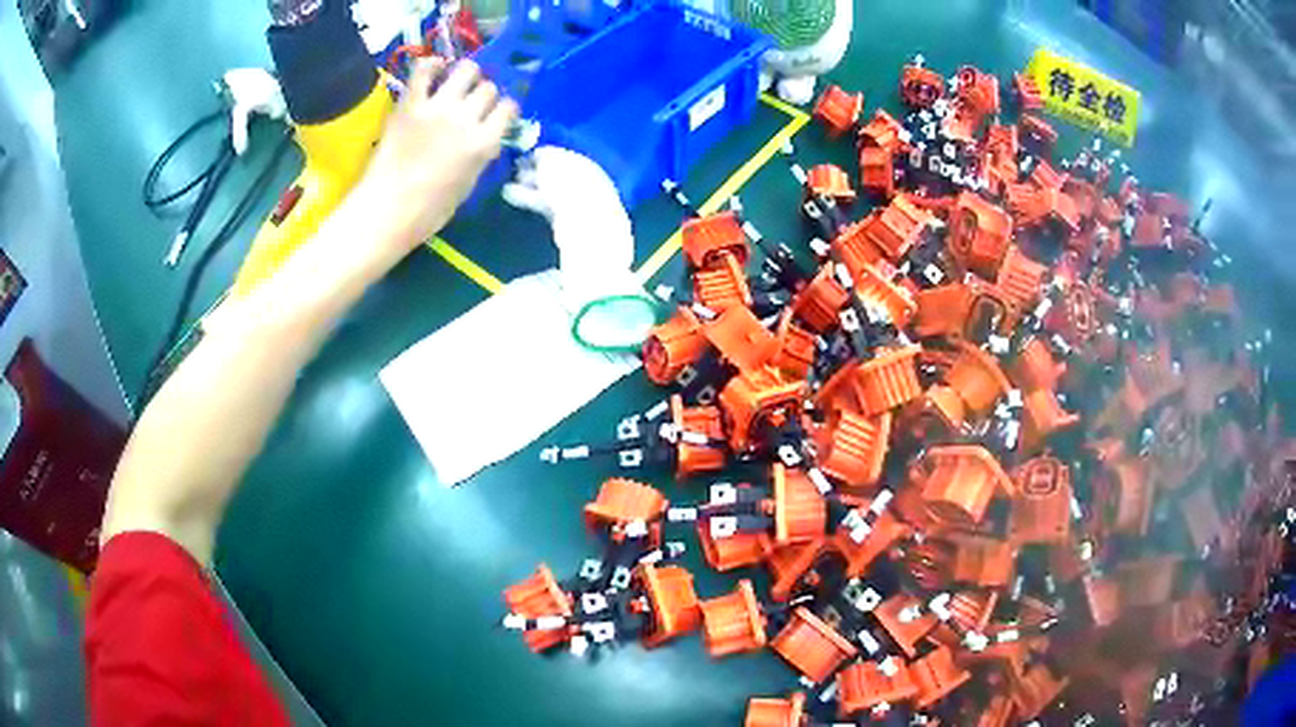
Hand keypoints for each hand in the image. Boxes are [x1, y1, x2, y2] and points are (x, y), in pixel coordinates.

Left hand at [360, 59, 517, 248]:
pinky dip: (432, 65)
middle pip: (488, 88)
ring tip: (456, 84)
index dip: (504, 110)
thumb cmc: (429, 211)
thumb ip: (480, 155)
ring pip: (466, 69)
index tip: (496, 116)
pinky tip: (435, 70)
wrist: (387, 211)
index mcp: (484, 143)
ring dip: (466, 75)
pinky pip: (424, 69)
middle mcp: (466, 118)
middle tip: (472, 103)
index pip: (508, 108)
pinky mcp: (410, 103)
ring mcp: (437, 107)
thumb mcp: (468, 185)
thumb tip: (485, 139)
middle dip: (484, 94)